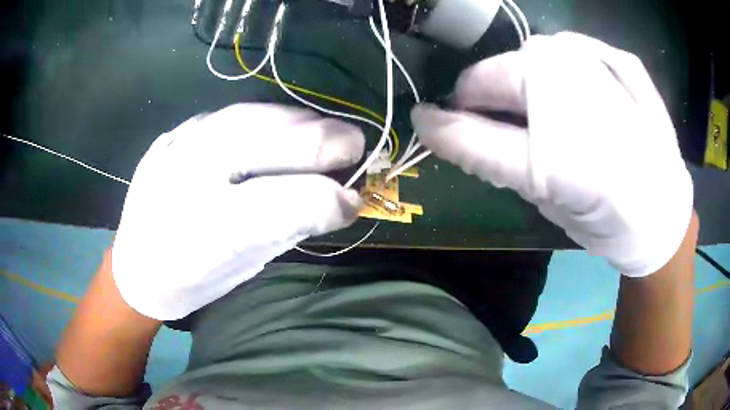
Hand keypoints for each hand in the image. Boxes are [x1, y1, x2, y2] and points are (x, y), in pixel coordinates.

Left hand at [112, 104, 364, 319]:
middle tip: (355, 147)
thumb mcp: (243, 267)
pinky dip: (270, 118)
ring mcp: (178, 145)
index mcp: (206, 227)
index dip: (328, 198)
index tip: (355, 200)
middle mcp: (189, 176)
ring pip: (253, 116)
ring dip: (300, 122)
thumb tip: (341, 199)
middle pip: (271, 140)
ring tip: (327, 133)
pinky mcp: (177, 133)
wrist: (135, 265)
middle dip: (324, 141)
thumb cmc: (191, 278)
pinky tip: (286, 127)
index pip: (284, 201)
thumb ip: (290, 227)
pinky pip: (233, 114)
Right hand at [412, 32, 692, 276]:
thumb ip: (492, 158)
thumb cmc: (605, 221)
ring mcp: (604, 69)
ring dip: (526, 73)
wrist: (663, 217)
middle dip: (487, 92)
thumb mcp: (544, 199)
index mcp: (553, 151)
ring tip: (538, 101)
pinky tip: (575, 76)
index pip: (475, 126)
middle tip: (492, 116)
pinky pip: (583, 46)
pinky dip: (570, 56)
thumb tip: (444, 126)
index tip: (430, 121)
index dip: (445, 121)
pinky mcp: (628, 64)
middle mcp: (574, 93)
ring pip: (539, 52)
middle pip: (504, 71)